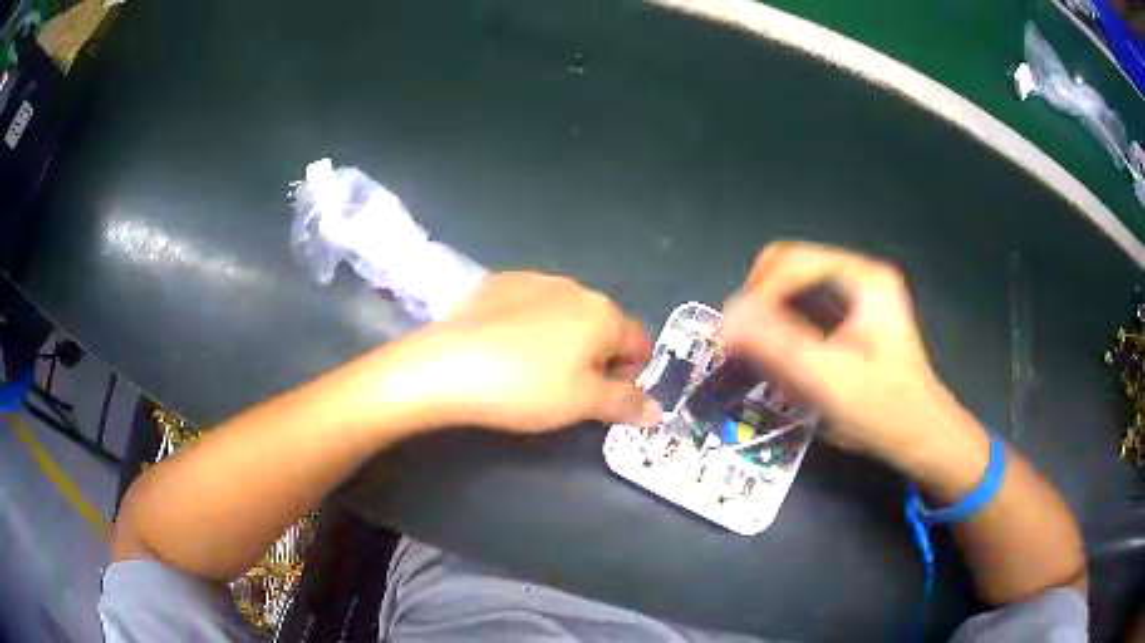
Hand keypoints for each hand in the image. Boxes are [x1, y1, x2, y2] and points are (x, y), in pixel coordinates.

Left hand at [382, 272, 661, 432]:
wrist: (448, 365)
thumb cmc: (526, 388)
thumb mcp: (582, 404)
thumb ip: (625, 403)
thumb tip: (658, 410)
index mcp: (604, 314)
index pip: (639, 342)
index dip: (632, 373)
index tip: (611, 398)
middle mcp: (575, 288)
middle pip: (603, 325)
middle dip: (599, 356)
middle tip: (572, 389)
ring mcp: (534, 280)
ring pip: (566, 313)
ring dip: (565, 338)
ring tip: (535, 369)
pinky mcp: (499, 282)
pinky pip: (530, 305)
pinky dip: (531, 324)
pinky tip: (507, 347)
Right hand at [718, 242, 966, 464]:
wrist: (920, 435)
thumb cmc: (884, 410)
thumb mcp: (830, 381)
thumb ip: (779, 347)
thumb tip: (726, 323)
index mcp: (864, 279)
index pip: (793, 263)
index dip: (757, 296)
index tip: (731, 335)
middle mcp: (859, 276)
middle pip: (789, 266)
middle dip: (759, 303)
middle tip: (741, 342)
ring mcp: (856, 294)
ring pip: (792, 286)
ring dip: (768, 317)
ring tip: (760, 355)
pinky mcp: (851, 315)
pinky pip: (803, 306)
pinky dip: (783, 328)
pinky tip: (783, 360)